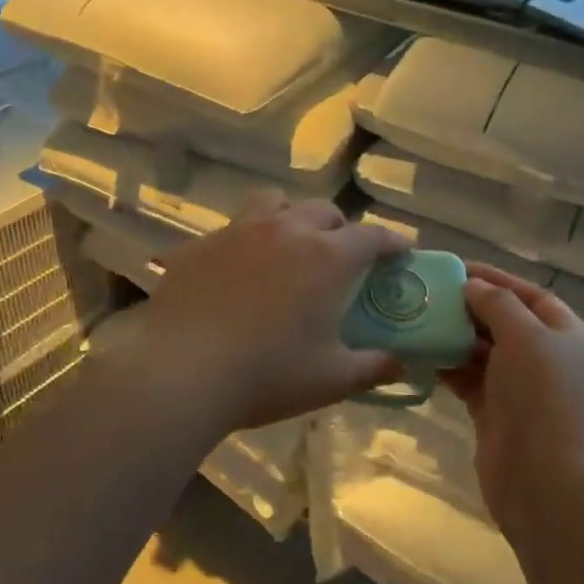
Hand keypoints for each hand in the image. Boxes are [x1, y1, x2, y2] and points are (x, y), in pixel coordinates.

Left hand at [137, 196, 409, 431]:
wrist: (181, 372)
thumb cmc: (267, 375)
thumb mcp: (331, 380)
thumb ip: (373, 367)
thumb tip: (399, 362)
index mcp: (326, 257)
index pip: (371, 236)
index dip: (391, 241)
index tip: (401, 251)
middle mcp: (286, 230)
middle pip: (324, 211)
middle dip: (340, 229)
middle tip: (341, 257)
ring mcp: (239, 231)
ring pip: (274, 204)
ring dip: (291, 218)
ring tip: (288, 247)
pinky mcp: (200, 244)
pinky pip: (231, 230)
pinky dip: (245, 243)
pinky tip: (236, 273)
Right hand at [440, 262, 583, 537]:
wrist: (546, 484)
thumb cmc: (543, 398)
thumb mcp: (526, 336)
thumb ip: (498, 303)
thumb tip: (473, 286)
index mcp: (568, 336)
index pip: (532, 296)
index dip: (497, 279)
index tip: (458, 268)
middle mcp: (548, 359)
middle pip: (506, 322)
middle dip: (471, 307)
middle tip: (429, 294)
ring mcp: (522, 389)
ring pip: (484, 351)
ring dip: (455, 336)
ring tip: (418, 318)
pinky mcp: (496, 414)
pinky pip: (469, 379)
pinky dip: (448, 366)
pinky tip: (420, 353)